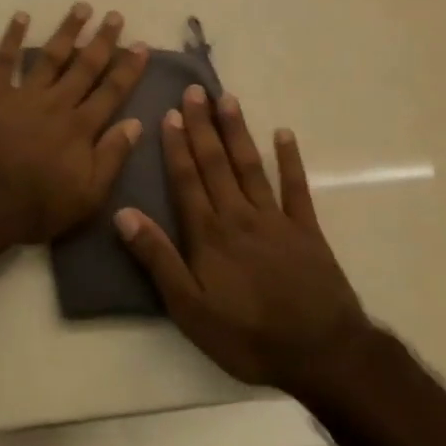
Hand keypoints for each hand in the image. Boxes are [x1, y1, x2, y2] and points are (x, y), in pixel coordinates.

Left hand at [0, 5, 149, 242]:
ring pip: (50, 56)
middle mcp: (57, 103)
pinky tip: (21, 16)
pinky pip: (4, 61)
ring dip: (67, 31)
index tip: (141, 45)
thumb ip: (112, 157)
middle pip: (84, 66)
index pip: (111, 91)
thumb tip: (136, 123)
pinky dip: (12, 37)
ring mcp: (24, 96)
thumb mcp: (88, 195)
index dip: (128, 69)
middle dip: (102, 41)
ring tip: (81, 7)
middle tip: (115, 16)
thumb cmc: (38, 206)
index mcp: (81, 127)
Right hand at [117, 87, 368, 390]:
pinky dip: (290, 160)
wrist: (322, 354)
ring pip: (250, 166)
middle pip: (216, 163)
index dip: (177, 146)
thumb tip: (124, 214)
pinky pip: (296, 188)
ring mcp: (276, 219)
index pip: (187, 180)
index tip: (169, 113)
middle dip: (202, 126)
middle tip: (194, 91)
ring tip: (228, 99)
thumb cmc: (247, 336)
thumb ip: (158, 259)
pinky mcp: (307, 230)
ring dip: (237, 132)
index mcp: (208, 234)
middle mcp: (239, 215)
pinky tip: (284, 134)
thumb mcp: (189, 309)